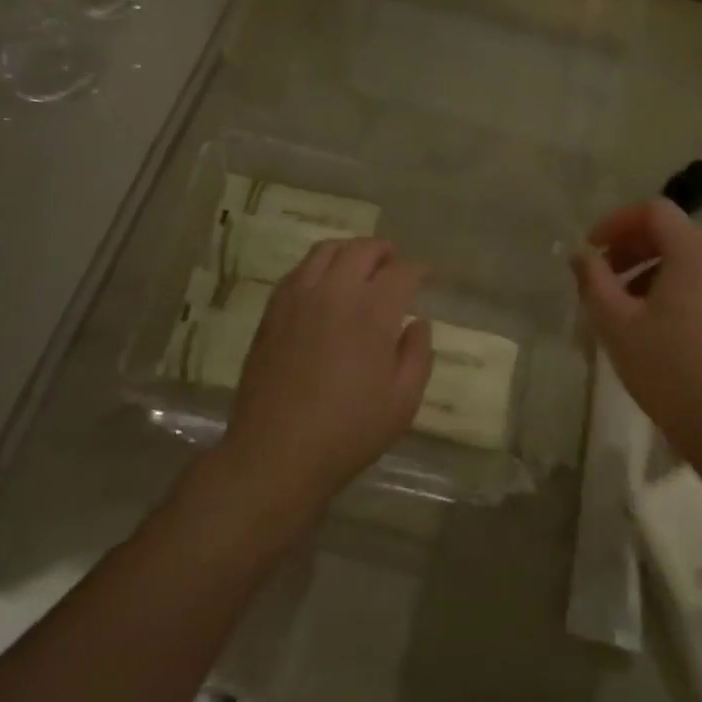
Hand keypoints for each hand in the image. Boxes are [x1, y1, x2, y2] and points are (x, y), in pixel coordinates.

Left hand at [220, 238, 433, 509]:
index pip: (402, 272)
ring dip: (350, 251)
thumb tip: (418, 323)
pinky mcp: (272, 311)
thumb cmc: (348, 431)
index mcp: (372, 311)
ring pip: (326, 250)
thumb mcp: (403, 401)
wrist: (276, 452)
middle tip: (395, 265)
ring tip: (360, 267)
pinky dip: (319, 267)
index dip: (420, 271)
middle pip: (362, 249)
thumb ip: (417, 355)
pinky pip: (298, 271)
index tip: (428, 278)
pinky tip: (324, 287)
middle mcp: (334, 292)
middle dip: (385, 251)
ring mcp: (298, 297)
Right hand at [572, 199, 701, 461]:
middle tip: (603, 277)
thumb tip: (582, 255)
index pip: (654, 211)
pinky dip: (676, 290)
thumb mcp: (616, 324)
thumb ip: (593, 280)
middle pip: (673, 234)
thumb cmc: (669, 370)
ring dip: (651, 271)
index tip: (593, 249)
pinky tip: (656, 328)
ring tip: (624, 307)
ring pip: (689, 261)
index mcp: (695, 255)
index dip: (617, 222)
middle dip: (632, 248)